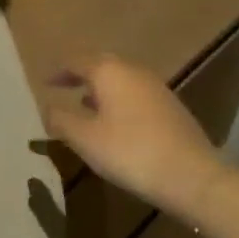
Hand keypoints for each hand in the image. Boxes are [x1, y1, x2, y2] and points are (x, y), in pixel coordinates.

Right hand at [43, 55, 228, 220]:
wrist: (192, 175)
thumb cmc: (130, 152)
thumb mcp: (85, 139)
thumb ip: (61, 120)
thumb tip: (46, 108)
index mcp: (109, 71)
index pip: (77, 61)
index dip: (59, 72)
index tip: (46, 83)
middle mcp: (132, 70)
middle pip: (101, 65)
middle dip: (81, 75)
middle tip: (65, 88)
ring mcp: (156, 87)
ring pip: (120, 79)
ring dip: (101, 89)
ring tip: (87, 108)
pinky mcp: (171, 106)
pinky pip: (136, 94)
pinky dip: (119, 101)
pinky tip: (117, 124)